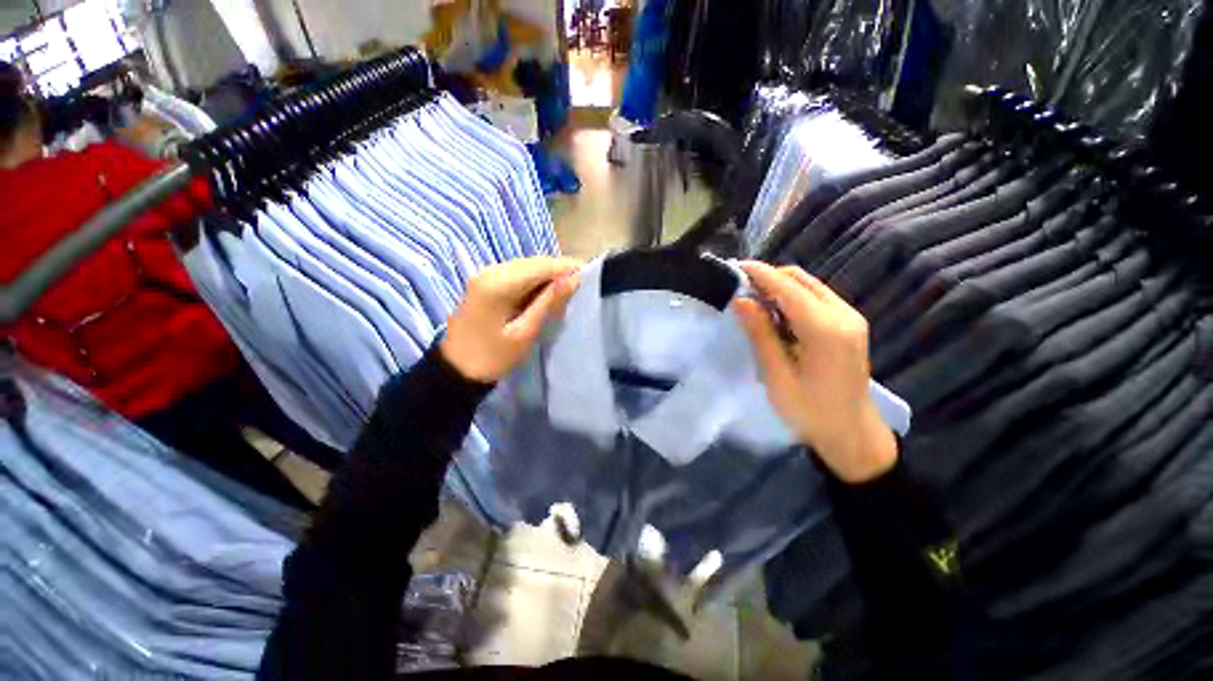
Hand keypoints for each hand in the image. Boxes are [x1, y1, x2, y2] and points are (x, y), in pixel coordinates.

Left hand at [441, 257, 581, 382]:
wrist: (455, 371)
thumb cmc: (492, 357)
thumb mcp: (524, 332)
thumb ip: (548, 303)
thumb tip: (573, 279)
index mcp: (498, 283)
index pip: (540, 266)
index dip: (566, 267)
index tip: (589, 274)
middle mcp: (490, 271)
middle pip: (532, 262)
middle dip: (558, 270)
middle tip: (581, 284)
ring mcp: (485, 275)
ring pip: (525, 267)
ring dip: (547, 275)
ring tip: (567, 288)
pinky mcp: (484, 283)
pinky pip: (516, 274)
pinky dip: (534, 280)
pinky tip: (545, 292)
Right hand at [734, 262, 896, 482]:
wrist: (851, 432)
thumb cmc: (809, 411)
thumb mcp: (777, 375)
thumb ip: (760, 333)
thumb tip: (740, 300)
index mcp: (825, 329)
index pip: (787, 287)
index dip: (759, 274)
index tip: (733, 267)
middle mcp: (843, 314)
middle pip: (800, 279)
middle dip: (768, 277)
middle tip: (739, 288)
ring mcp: (850, 317)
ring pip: (808, 285)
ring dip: (779, 287)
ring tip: (752, 300)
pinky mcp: (849, 324)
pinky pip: (815, 298)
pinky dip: (792, 298)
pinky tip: (775, 314)